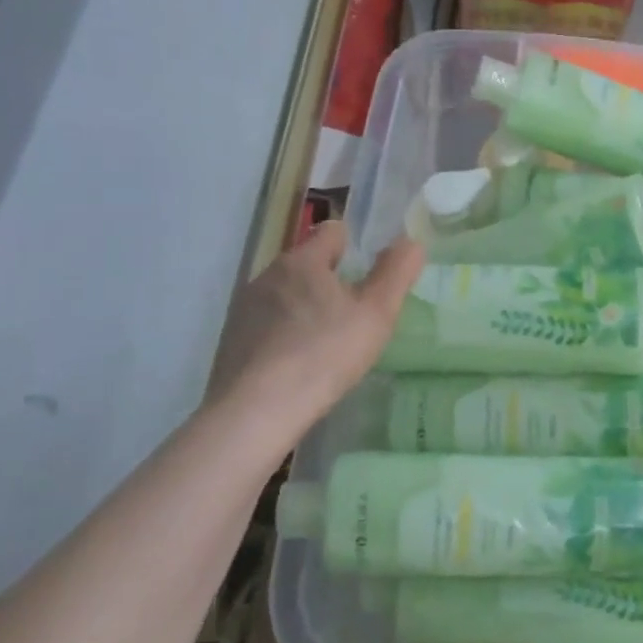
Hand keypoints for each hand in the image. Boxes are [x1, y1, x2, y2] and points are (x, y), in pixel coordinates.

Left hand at [208, 220, 423, 433]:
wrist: (256, 410)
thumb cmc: (325, 354)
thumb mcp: (376, 313)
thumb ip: (396, 273)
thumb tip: (410, 241)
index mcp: (302, 261)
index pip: (332, 232)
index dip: (354, 246)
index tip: (368, 275)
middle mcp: (268, 275)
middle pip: (307, 265)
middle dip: (329, 281)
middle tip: (354, 316)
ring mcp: (244, 308)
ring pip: (285, 295)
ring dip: (305, 309)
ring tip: (326, 344)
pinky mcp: (231, 340)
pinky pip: (266, 325)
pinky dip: (283, 335)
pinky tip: (297, 365)